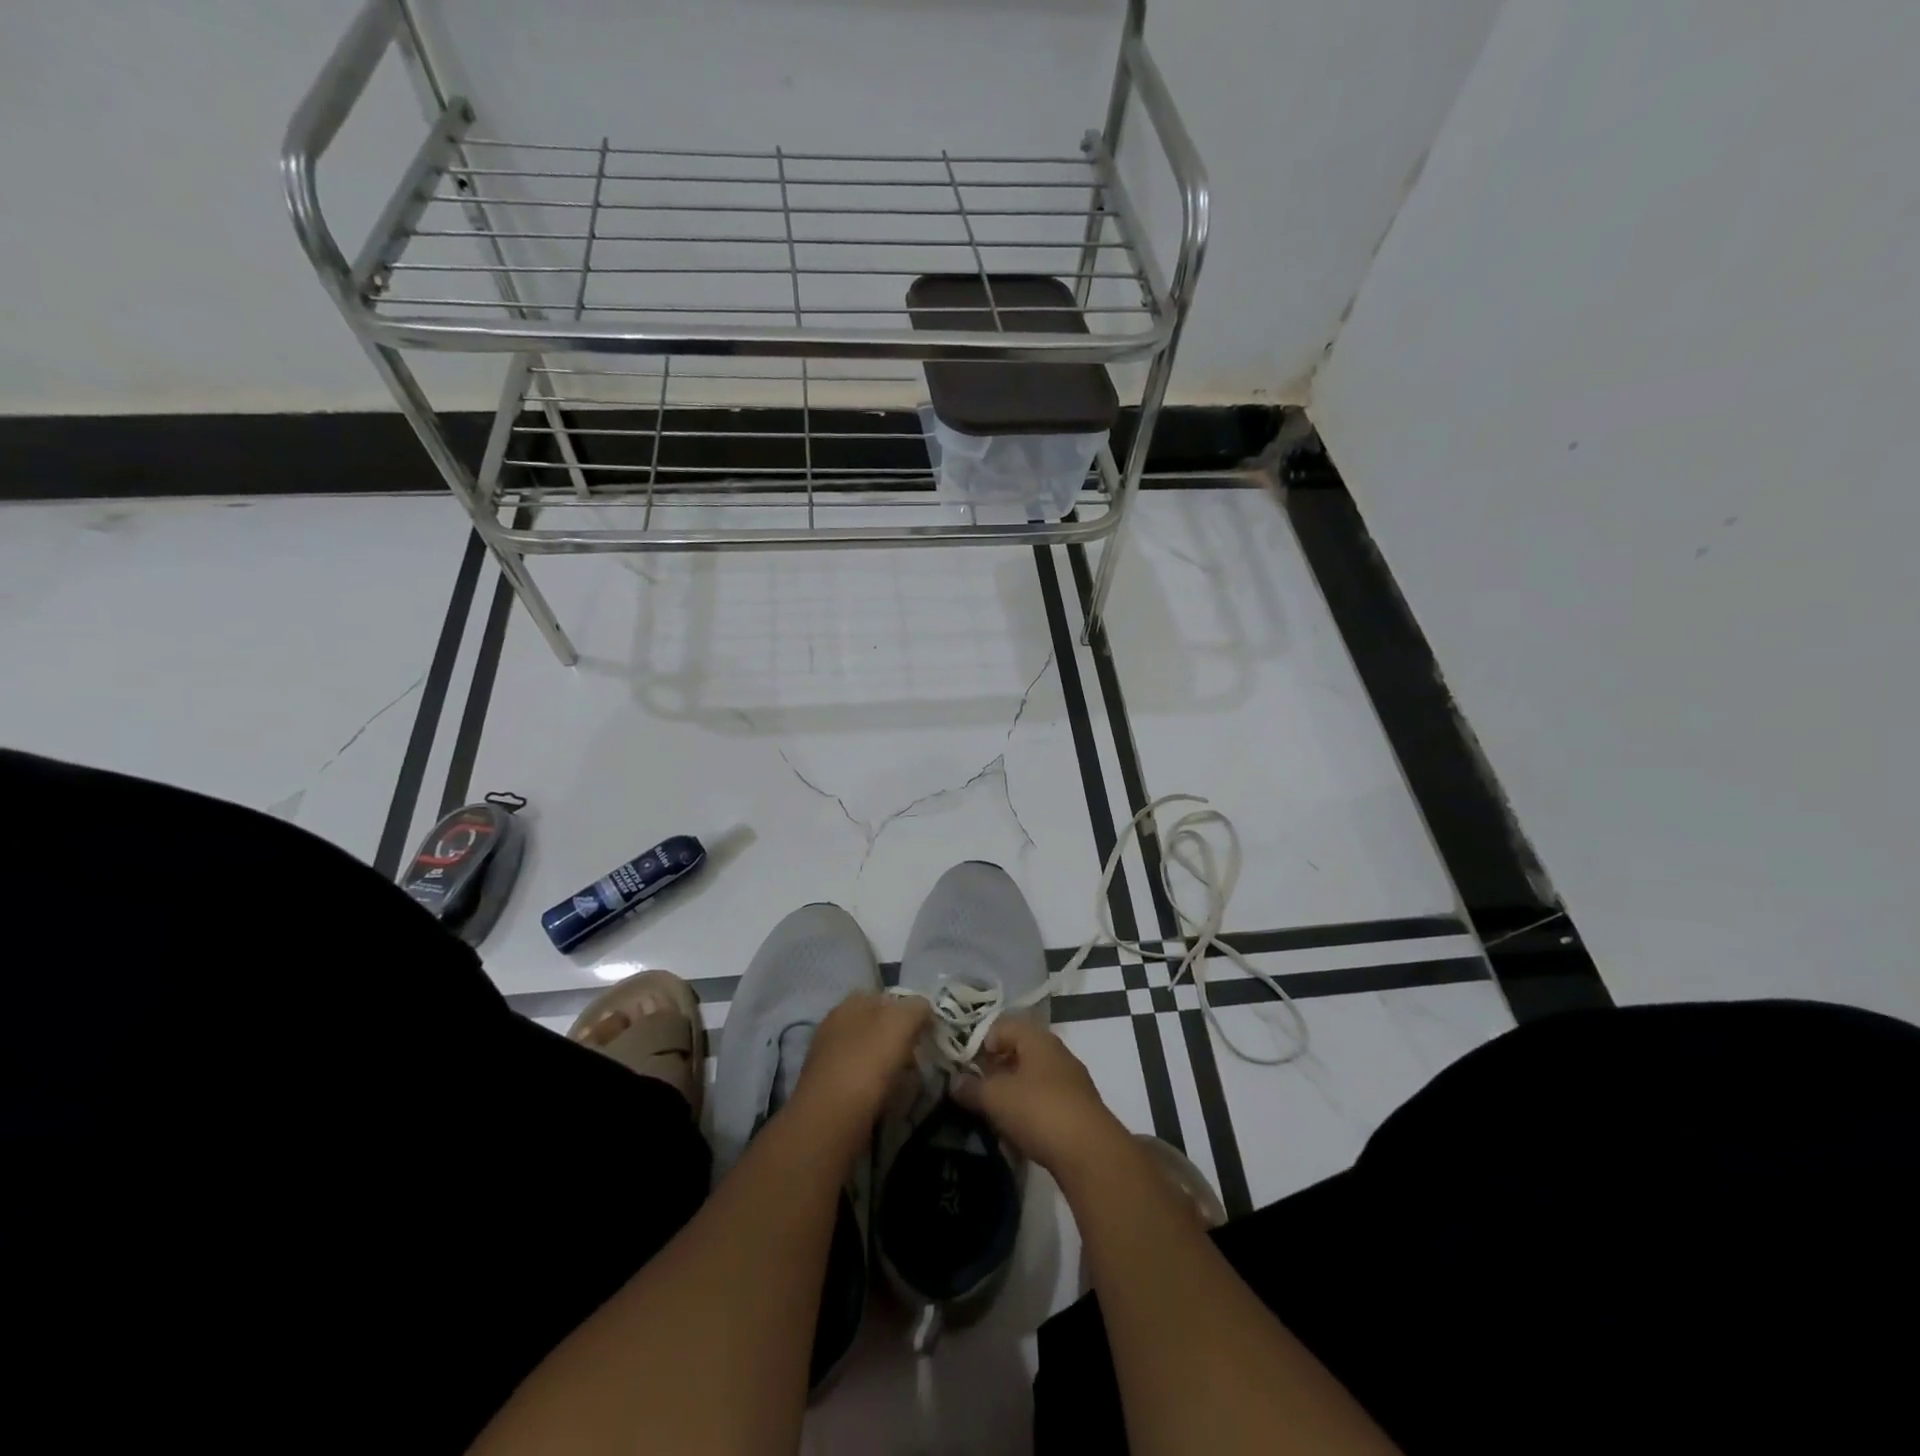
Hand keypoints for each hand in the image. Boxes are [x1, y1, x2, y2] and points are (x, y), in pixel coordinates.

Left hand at [791, 992, 931, 1133]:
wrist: (831, 1118)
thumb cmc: (868, 1061)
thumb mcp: (901, 1022)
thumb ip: (916, 1008)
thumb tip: (923, 1009)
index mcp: (850, 1003)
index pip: (884, 997)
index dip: (907, 1009)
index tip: (925, 1029)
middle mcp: (835, 1024)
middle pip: (875, 1025)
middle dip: (897, 1038)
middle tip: (918, 1055)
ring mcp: (827, 1057)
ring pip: (867, 1053)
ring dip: (886, 1064)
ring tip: (906, 1080)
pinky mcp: (826, 1089)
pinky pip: (859, 1080)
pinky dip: (874, 1086)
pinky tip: (885, 1098)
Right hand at [951, 1017, 1129, 1179]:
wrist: (1090, 1153)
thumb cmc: (1039, 1111)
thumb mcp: (996, 1098)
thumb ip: (972, 1088)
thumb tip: (954, 1082)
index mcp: (1038, 1039)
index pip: (1004, 1026)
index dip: (982, 1042)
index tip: (966, 1065)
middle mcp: (1057, 1053)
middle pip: (1019, 1052)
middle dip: (996, 1069)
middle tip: (975, 1089)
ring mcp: (1071, 1082)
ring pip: (1033, 1078)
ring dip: (1012, 1092)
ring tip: (993, 1113)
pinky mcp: (1079, 1110)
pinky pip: (1046, 1101)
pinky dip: (1029, 1110)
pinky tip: (1017, 1131)